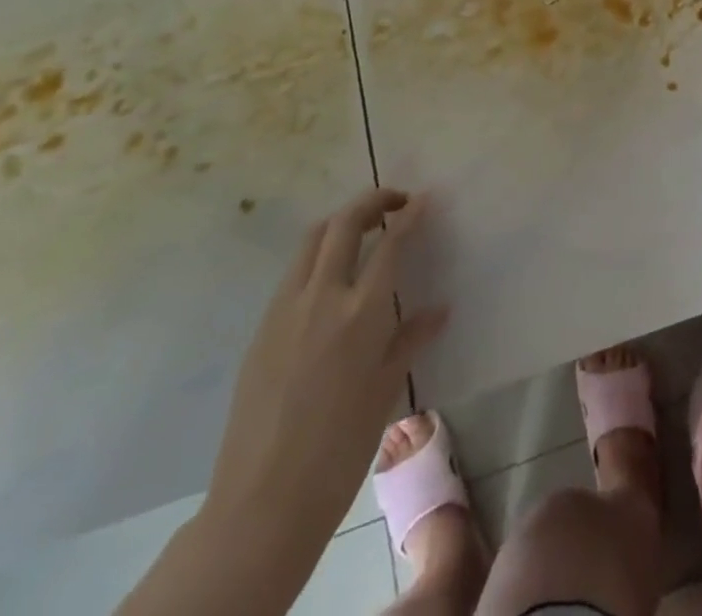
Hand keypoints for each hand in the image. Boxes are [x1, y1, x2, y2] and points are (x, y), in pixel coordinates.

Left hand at [201, 188, 447, 562]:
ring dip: (340, 222)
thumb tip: (439, 310)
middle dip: (372, 201)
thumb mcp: (384, 390)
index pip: (390, 243)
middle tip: (394, 202)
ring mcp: (286, 308)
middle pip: (344, 223)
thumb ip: (410, 339)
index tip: (424, 199)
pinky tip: (330, 280)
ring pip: (312, 240)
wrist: (263, 502)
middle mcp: (322, 297)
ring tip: (362, 230)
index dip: (409, 214)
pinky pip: (293, 273)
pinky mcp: (262, 327)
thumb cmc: (339, 449)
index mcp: (361, 313)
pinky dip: (317, 256)